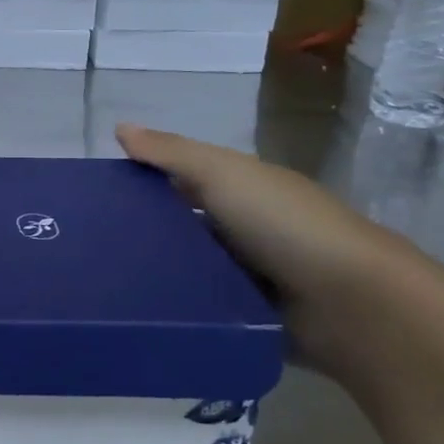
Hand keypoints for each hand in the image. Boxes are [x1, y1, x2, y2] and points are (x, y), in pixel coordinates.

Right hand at [117, 122, 429, 357]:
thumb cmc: (285, 225)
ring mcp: (251, 275)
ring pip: (190, 268)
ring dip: (158, 273)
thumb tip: (119, 126)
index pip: (182, 178)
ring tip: (104, 283)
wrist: (354, 306)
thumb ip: (172, 153)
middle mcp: (245, 228)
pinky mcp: (252, 316)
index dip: (143, 180)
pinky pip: (204, 307)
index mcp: (242, 188)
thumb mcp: (223, 175)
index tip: (95, 195)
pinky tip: (140, 313)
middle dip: (143, 231)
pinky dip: (180, 307)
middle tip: (89, 245)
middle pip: (183, 225)